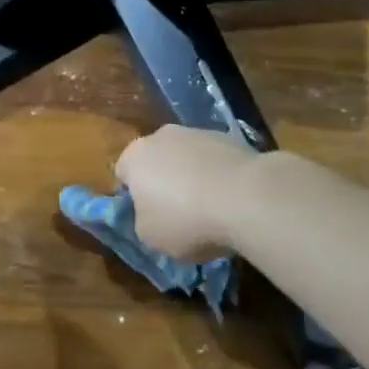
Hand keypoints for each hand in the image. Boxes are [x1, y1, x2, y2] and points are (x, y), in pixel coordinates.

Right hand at [114, 125, 260, 261]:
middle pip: (156, 161)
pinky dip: (218, 176)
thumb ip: (142, 221)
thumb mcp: (150, 236)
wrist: (245, 196)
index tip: (147, 218)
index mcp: (135, 156)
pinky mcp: (229, 137)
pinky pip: (214, 161)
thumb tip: (151, 213)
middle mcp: (162, 136)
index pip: (123, 174)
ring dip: (192, 178)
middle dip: (163, 183)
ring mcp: (198, 132)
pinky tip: (230, 200)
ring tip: (210, 210)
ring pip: (187, 158)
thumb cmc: (186, 219)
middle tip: (176, 214)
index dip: (132, 197)